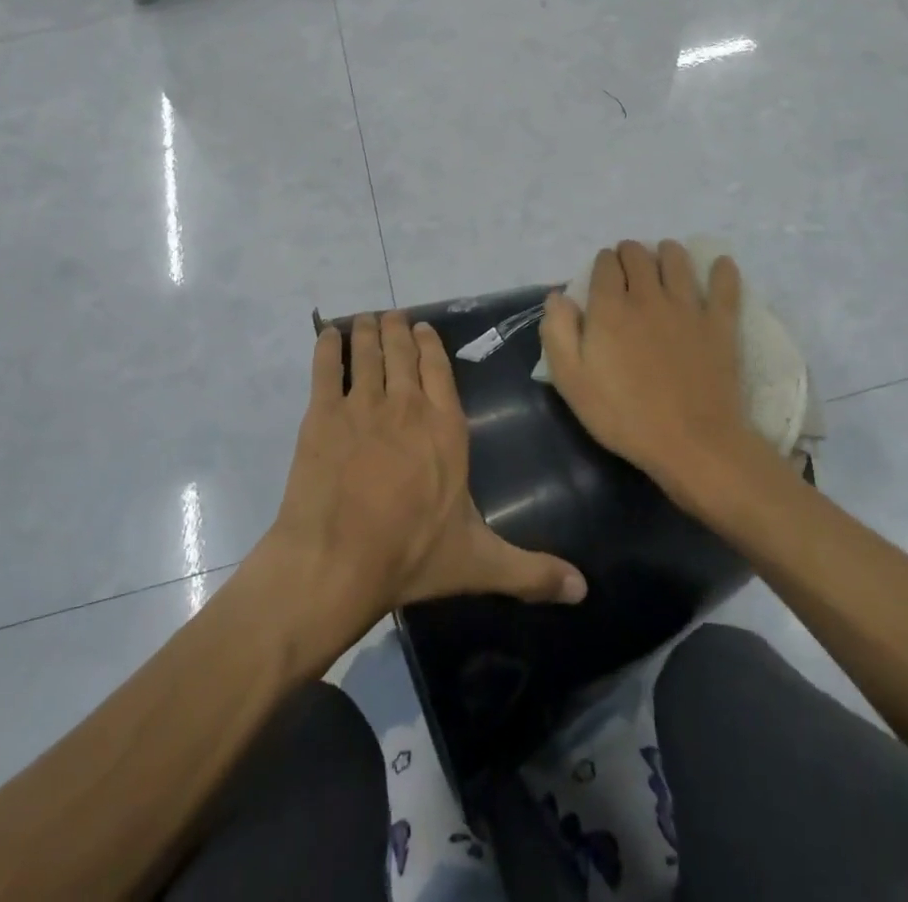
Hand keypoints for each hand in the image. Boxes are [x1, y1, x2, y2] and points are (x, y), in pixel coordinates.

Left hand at [264, 311, 586, 629]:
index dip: (430, 344)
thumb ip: (531, 571)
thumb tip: (584, 590)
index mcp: (445, 427)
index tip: (422, 327)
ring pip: (366, 353)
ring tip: (363, 319)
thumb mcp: (479, 563)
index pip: (440, 369)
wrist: (336, 563)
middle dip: (396, 330)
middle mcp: (407, 405)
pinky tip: (327, 335)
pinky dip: (327, 347)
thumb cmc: (411, 556)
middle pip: (401, 352)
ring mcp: (362, 405)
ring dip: (365, 332)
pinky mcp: (322, 415)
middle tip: (390, 317)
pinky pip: (325, 369)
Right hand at [541, 240, 771, 510]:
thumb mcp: (571, 382)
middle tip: (628, 268)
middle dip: (629, 254)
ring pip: (677, 259)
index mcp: (610, 308)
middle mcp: (648, 296)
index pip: (605, 263)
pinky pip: (724, 285)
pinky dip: (722, 270)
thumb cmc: (623, 416)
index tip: (602, 276)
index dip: (602, 264)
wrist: (691, 443)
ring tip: (665, 260)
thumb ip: (557, 333)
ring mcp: (688, 306)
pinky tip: (720, 265)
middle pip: (638, 254)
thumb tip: (557, 296)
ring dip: (667, 252)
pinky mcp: (720, 323)